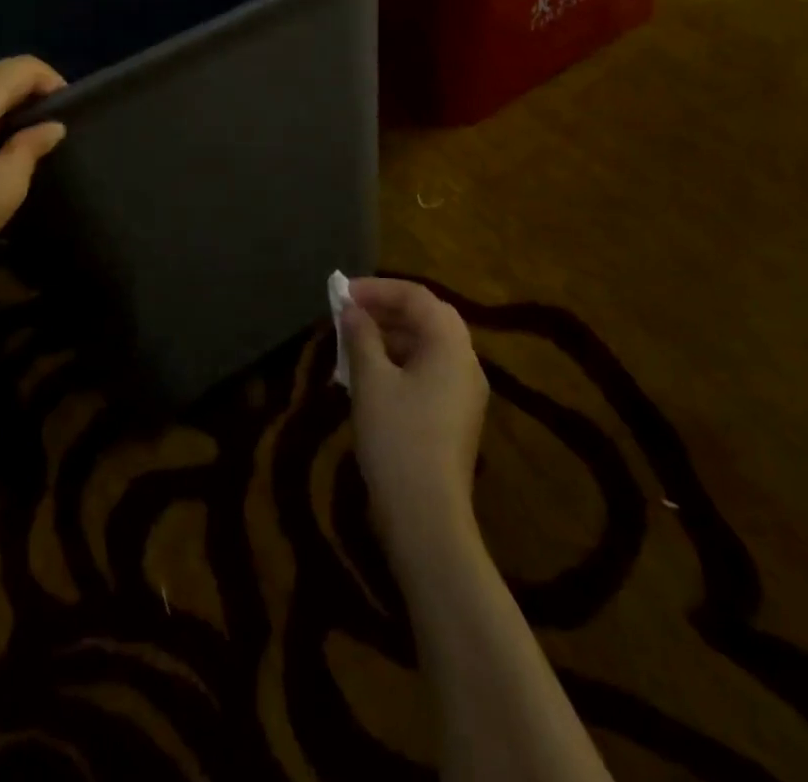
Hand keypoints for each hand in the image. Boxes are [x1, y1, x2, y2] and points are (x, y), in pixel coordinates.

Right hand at [341, 278, 489, 574]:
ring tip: (351, 343)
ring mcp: (464, 392)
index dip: (378, 289)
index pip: (416, 296)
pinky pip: (427, 372)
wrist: (426, 517)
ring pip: (426, 346)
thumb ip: (361, 336)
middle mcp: (465, 362)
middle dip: (385, 309)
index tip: (342, 294)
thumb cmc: (397, 438)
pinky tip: (368, 376)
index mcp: (450, 345)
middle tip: (348, 313)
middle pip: (426, 318)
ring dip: (389, 336)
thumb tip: (352, 310)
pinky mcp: (454, 417)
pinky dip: (398, 362)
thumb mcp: (370, 380)